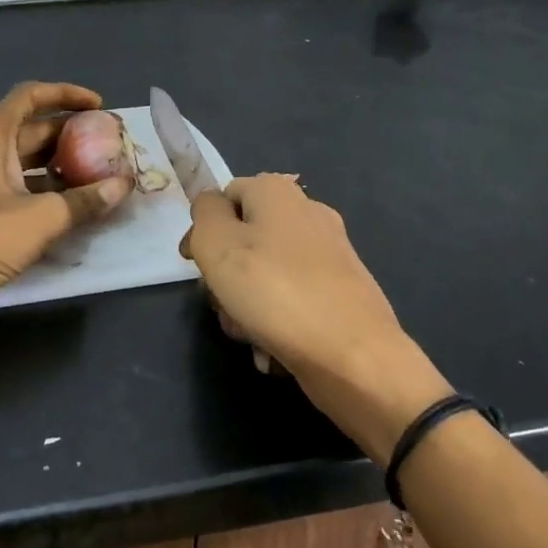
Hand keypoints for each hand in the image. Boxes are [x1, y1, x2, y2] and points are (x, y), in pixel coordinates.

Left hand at [0, 82, 133, 334]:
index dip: (66, 94)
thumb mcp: (41, 218)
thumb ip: (85, 200)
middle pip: (29, 129)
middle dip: (69, 134)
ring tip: (96, 174)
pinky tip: (69, 205)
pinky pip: (13, 187)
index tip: (99, 106)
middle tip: (106, 145)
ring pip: (22, 161)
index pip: (29, 96)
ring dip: (58, 164)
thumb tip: (123, 185)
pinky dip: (41, 189)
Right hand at [180, 174, 450, 460]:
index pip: (224, 197)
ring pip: (265, 272)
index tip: (194, 265)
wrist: (353, 356)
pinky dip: (277, 321)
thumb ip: (204, 214)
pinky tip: (273, 349)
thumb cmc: (275, 293)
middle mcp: (307, 213)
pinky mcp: (342, 290)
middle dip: (225, 275)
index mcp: (277, 192)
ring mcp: (330, 252)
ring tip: (249, 334)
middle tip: (223, 304)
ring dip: (247, 305)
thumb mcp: (217, 245)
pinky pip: (293, 298)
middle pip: (244, 238)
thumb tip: (211, 206)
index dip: (204, 229)